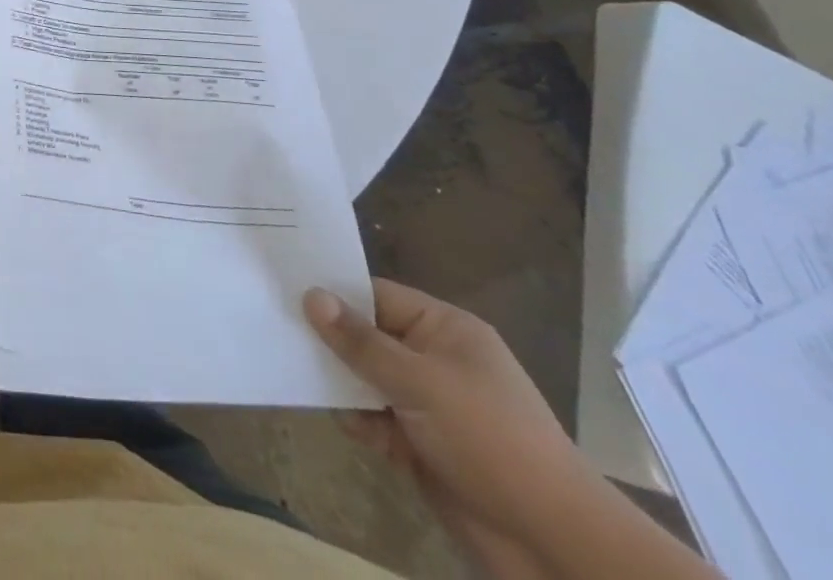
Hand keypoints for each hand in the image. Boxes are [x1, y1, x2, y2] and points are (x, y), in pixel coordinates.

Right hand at [305, 281, 600, 553]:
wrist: (555, 546)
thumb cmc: (490, 440)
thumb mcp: (420, 382)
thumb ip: (360, 341)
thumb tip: (311, 295)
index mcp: (444, 329)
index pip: (375, 294)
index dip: (333, 291)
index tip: (283, 286)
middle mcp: (435, 358)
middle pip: (367, 335)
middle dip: (330, 339)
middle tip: (278, 329)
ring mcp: (429, 403)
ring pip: (366, 377)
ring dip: (341, 383)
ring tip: (302, 378)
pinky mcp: (423, 444)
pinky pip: (376, 417)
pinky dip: (359, 420)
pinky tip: (350, 429)